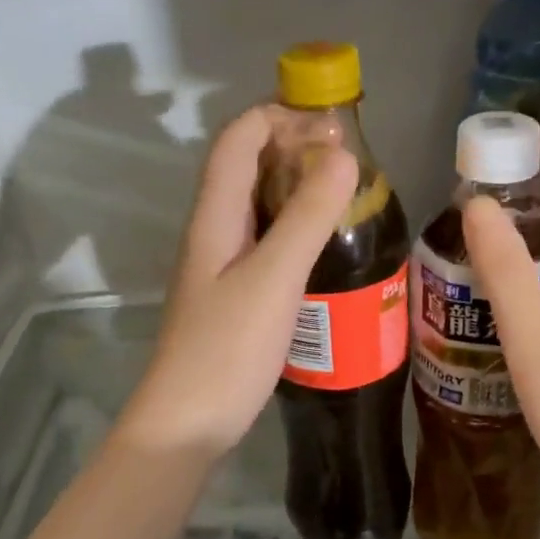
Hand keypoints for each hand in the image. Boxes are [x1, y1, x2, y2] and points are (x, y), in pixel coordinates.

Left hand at [120, 106, 358, 458]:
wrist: (189, 422)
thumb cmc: (227, 349)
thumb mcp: (273, 278)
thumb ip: (307, 217)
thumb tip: (344, 156)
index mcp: (214, 216)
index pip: (238, 139)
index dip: (279, 116)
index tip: (334, 126)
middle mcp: (214, 231)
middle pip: (247, 166)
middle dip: (294, 148)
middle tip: (350, 162)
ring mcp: (222, 265)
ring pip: (258, 205)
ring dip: (297, 188)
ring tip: (347, 197)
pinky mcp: (235, 295)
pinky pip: (266, 242)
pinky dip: (296, 228)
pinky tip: (327, 248)